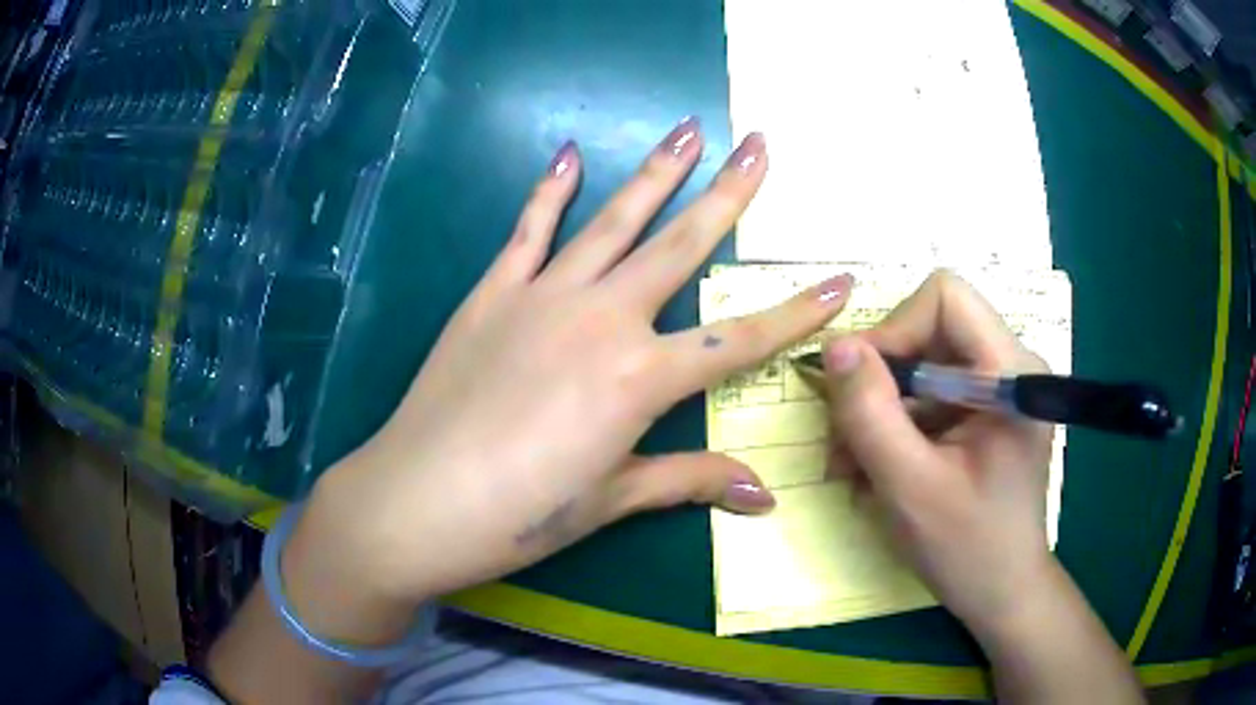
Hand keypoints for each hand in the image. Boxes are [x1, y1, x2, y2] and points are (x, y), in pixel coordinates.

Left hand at [298, 120, 852, 608]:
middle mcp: (601, 319)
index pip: (740, 340)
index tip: (841, 280)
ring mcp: (543, 296)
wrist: (418, 499)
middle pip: (680, 246)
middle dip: (730, 195)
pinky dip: (549, 191)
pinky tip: (568, 153)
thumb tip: (764, 495)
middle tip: (759, 145)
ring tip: (687, 129)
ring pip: (613, 221)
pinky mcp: (493, 292)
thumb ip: (688, 482)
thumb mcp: (611, 501)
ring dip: (655, 172)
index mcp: (640, 378)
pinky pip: (528, 230)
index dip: (798, 313)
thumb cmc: (520, 514)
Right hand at [821, 270, 1053, 632]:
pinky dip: (896, 425)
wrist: (1003, 593)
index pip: (946, 298)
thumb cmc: (968, 549)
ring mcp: (998, 388)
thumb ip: (870, 413)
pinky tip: (876, 468)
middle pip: (929, 330)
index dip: (895, 330)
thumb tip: (835, 345)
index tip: (859, 387)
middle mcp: (1009, 365)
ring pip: (922, 363)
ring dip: (880, 409)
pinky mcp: (985, 411)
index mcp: (1010, 372)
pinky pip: (929, 394)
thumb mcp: (910, 487)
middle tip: (844, 439)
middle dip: (879, 380)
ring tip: (852, 465)